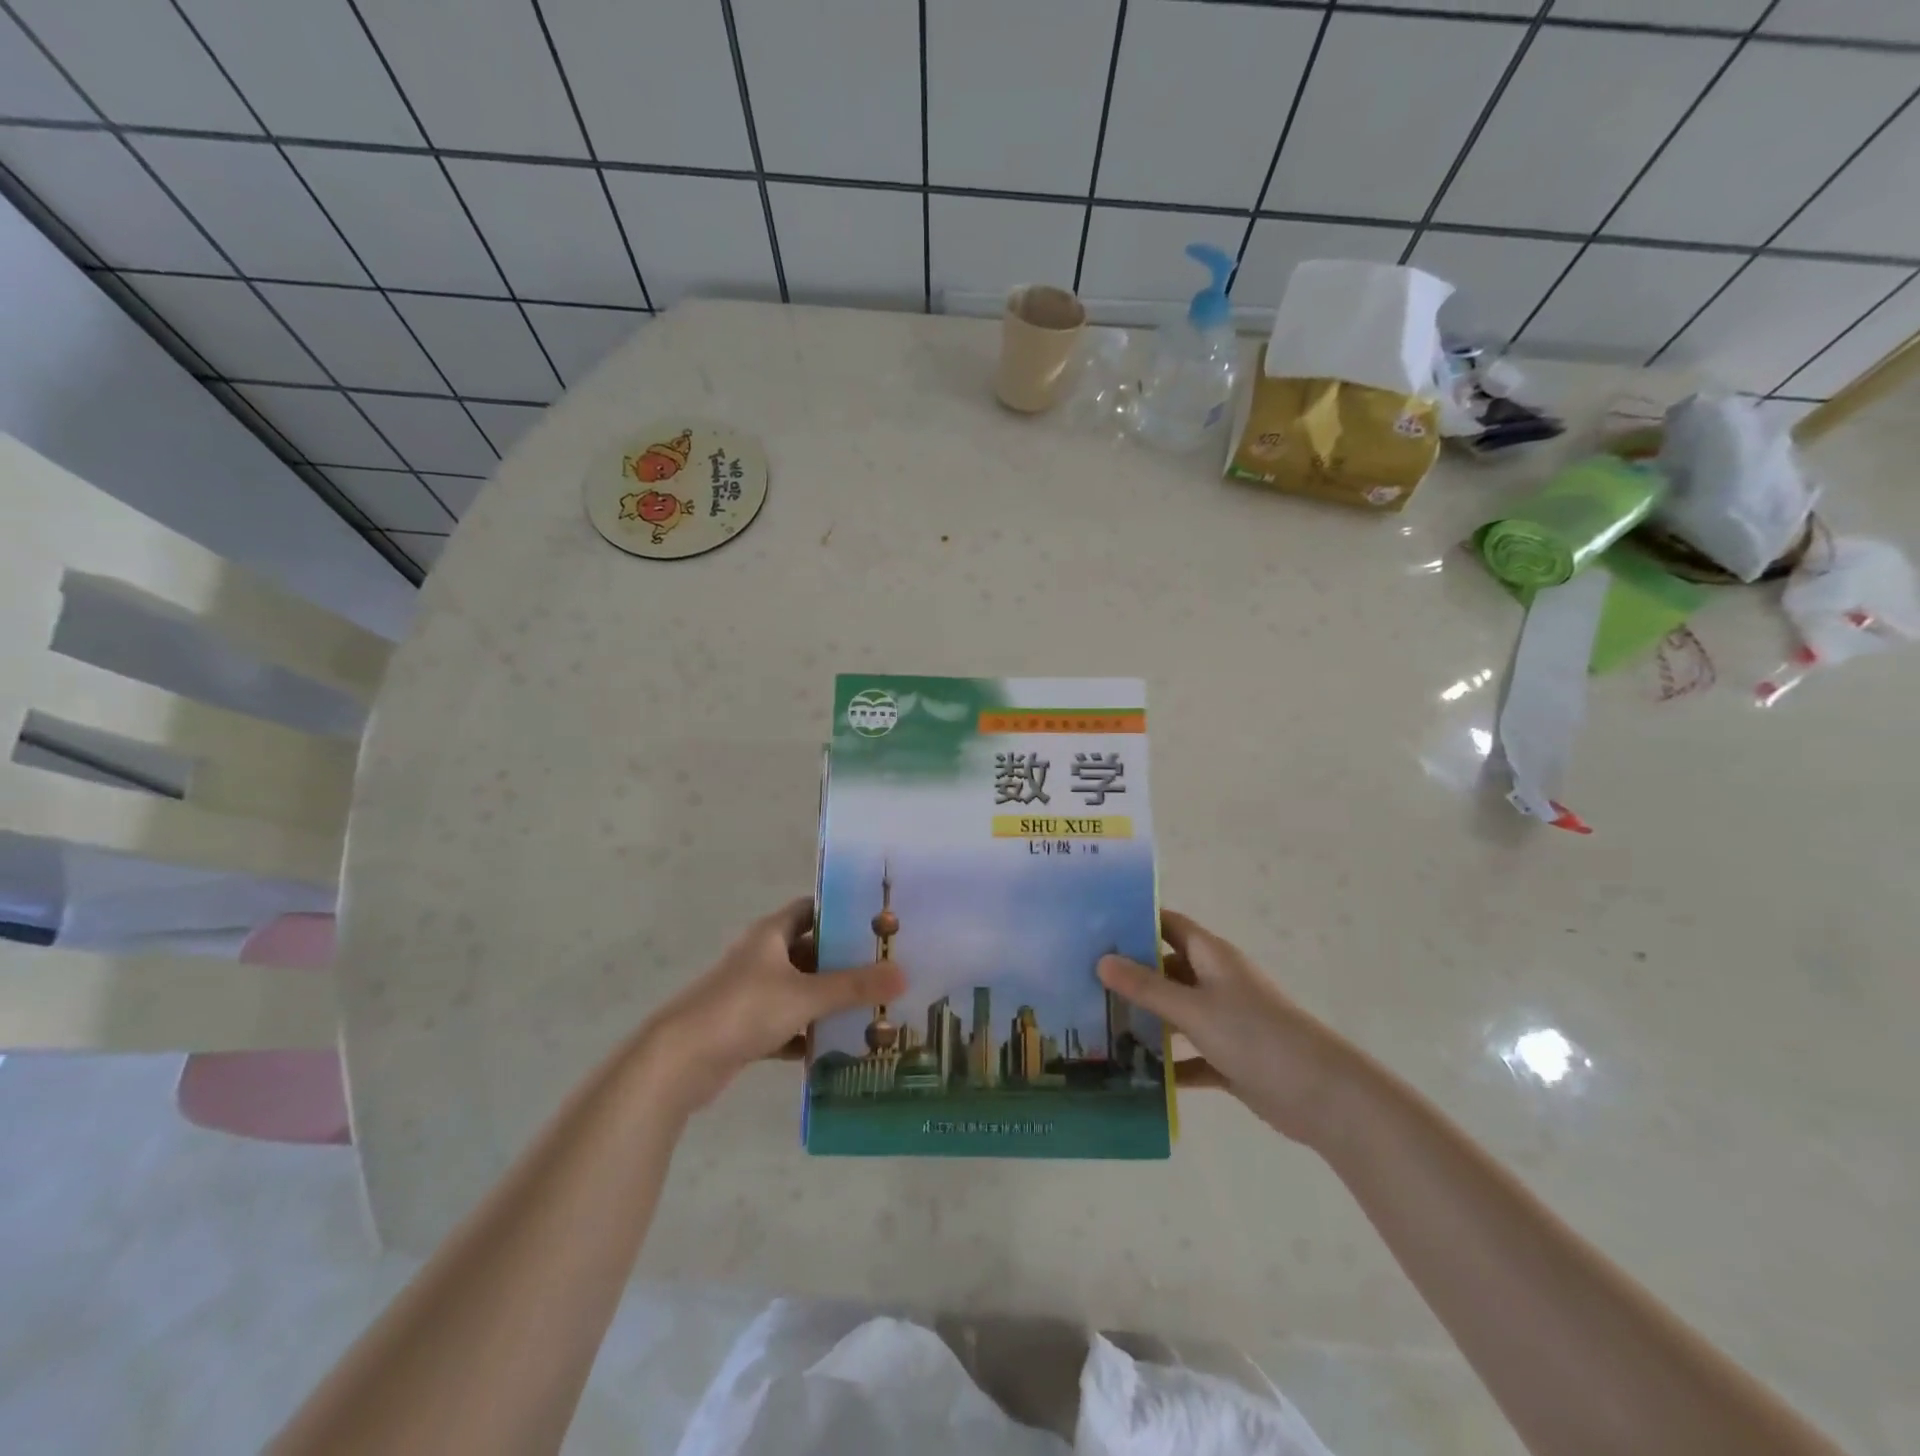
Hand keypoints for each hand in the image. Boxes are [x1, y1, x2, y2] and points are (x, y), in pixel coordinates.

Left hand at [639, 897, 904, 1114]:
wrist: (679, 1060)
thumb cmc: (743, 1009)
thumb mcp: (805, 994)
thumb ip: (854, 986)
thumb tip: (904, 974)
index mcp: (771, 934)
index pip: (811, 909)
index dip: (842, 912)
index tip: (878, 922)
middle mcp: (761, 957)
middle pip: (810, 951)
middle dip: (844, 961)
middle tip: (886, 969)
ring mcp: (751, 994)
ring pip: (800, 990)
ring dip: (828, 1000)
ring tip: (873, 1009)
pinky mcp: (745, 1029)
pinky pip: (787, 1025)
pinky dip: (808, 1034)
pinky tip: (838, 1047)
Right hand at [1099, 910, 1359, 1146]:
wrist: (1323, 1096)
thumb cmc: (1256, 1036)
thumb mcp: (1194, 1009)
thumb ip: (1147, 986)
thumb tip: (1101, 960)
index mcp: (1211, 957)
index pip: (1167, 925)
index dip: (1135, 921)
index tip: (1094, 927)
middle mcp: (1216, 982)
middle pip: (1165, 969)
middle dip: (1130, 974)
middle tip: (1082, 980)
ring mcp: (1223, 1021)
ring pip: (1174, 1014)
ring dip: (1144, 1020)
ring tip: (1096, 1026)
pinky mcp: (1228, 1059)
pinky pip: (1188, 1056)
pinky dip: (1167, 1064)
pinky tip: (1133, 1075)